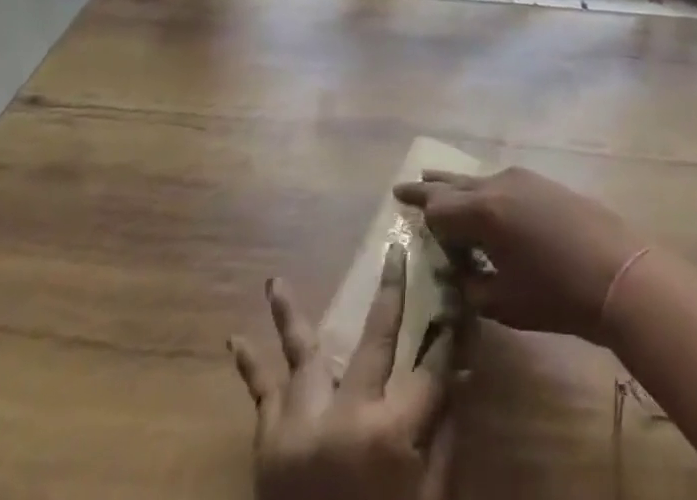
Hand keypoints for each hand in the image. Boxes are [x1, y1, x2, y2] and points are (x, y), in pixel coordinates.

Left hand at [230, 249, 458, 499]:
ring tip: (274, 280)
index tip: (457, 298)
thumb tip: (462, 373)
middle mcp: (346, 414)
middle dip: (393, 291)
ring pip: (302, 352)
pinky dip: (249, 364)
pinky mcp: (269, 444)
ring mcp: (301, 424)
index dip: (450, 334)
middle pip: (377, 337)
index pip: (432, 367)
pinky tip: (235, 338)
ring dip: (290, 314)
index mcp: (391, 432)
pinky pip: (260, 395)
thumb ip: (444, 437)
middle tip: (396, 251)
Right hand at [394, 167, 643, 342]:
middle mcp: (497, 184)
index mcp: (482, 211)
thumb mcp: (502, 301)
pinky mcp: (542, 183)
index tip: (406, 224)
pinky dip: (482, 191)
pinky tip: (482, 203)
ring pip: (477, 179)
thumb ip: (469, 285)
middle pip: (453, 184)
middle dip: (428, 188)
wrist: (617, 271)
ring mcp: (522, 178)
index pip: (436, 209)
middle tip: (403, 188)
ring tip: (436, 183)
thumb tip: (455, 272)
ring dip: (456, 187)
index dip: (421, 220)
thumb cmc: (556, 294)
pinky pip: (500, 183)